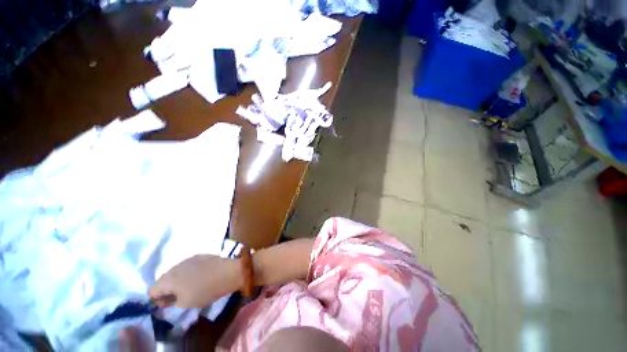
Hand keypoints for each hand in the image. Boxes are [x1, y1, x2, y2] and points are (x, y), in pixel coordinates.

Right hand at [149, 255, 240, 308]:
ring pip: (175, 272)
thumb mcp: (185, 303)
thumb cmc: (205, 290)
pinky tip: (198, 277)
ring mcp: (188, 258)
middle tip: (177, 298)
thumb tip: (166, 299)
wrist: (227, 272)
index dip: (156, 300)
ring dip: (177, 280)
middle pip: (163, 280)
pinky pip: (187, 266)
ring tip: (188, 287)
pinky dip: (188, 273)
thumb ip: (171, 302)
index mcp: (168, 278)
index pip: (151, 290)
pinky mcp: (199, 255)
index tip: (167, 305)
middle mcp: (175, 266)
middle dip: (167, 289)